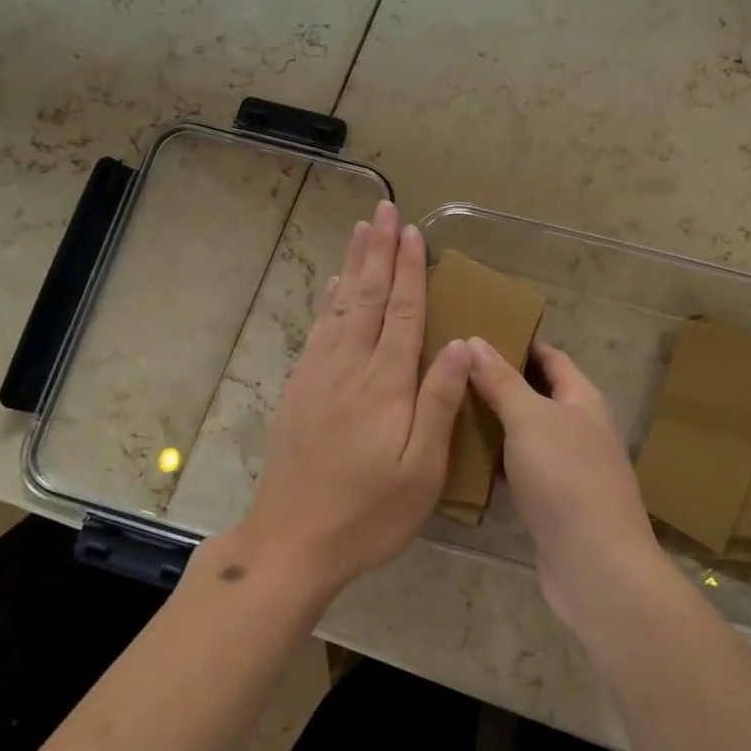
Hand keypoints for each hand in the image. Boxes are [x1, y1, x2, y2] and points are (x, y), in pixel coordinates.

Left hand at [243, 201, 471, 596]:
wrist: (291, 541)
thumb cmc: (369, 512)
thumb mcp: (421, 469)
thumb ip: (439, 402)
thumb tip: (459, 344)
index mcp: (385, 384)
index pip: (402, 312)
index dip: (409, 270)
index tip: (412, 232)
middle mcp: (350, 367)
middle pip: (367, 296)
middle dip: (378, 251)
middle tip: (384, 209)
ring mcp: (319, 375)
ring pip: (340, 306)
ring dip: (352, 265)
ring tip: (360, 230)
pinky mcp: (299, 390)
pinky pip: (316, 331)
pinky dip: (327, 302)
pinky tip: (331, 286)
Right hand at [465, 339, 664, 625]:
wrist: (595, 565)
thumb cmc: (566, 478)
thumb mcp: (530, 418)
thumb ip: (502, 380)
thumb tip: (475, 340)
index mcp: (582, 399)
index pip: (550, 357)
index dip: (518, 342)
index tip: (476, 334)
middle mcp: (580, 427)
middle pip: (537, 393)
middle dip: (499, 381)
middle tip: (451, 370)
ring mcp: (568, 467)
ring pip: (526, 432)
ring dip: (494, 421)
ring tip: (448, 407)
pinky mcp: (554, 501)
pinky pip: (521, 468)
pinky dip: (497, 459)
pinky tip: (463, 458)